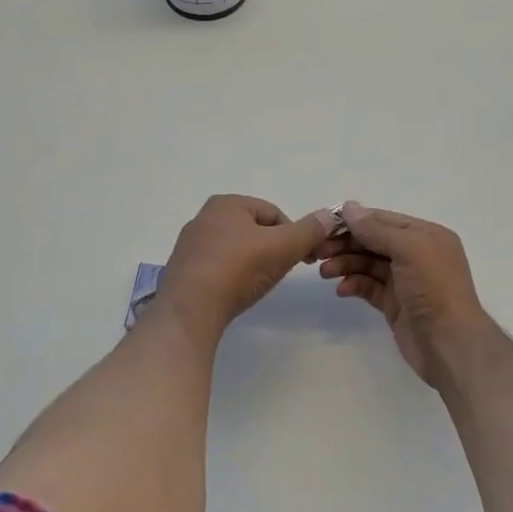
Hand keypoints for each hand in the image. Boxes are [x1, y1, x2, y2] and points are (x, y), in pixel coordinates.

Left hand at [156, 196, 332, 340]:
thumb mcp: (284, 247)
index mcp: (227, 203)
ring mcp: (190, 244)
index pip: (274, 213)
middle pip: (253, 230)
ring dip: (251, 263)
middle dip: (272, 249)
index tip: (303, 259)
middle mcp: (204, 217)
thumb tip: (329, 215)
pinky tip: (235, 293)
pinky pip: (217, 267)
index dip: (294, 235)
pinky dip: (231, 276)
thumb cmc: (239, 268)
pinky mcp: (183, 270)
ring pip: (235, 249)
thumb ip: (309, 231)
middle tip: (281, 272)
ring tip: (258, 285)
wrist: (191, 308)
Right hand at [318, 203, 496, 389]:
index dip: (354, 221)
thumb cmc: (434, 288)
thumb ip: (377, 228)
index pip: (383, 220)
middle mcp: (416, 254)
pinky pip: (369, 287)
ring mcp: (405, 281)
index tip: (324, 225)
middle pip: (373, 241)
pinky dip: (354, 285)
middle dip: (346, 244)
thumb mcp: (408, 249)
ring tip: (325, 272)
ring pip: (368, 264)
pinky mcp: (395, 304)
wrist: (450, 344)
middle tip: (318, 251)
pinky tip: (341, 290)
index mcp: (425, 235)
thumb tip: (348, 207)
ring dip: (346, 264)